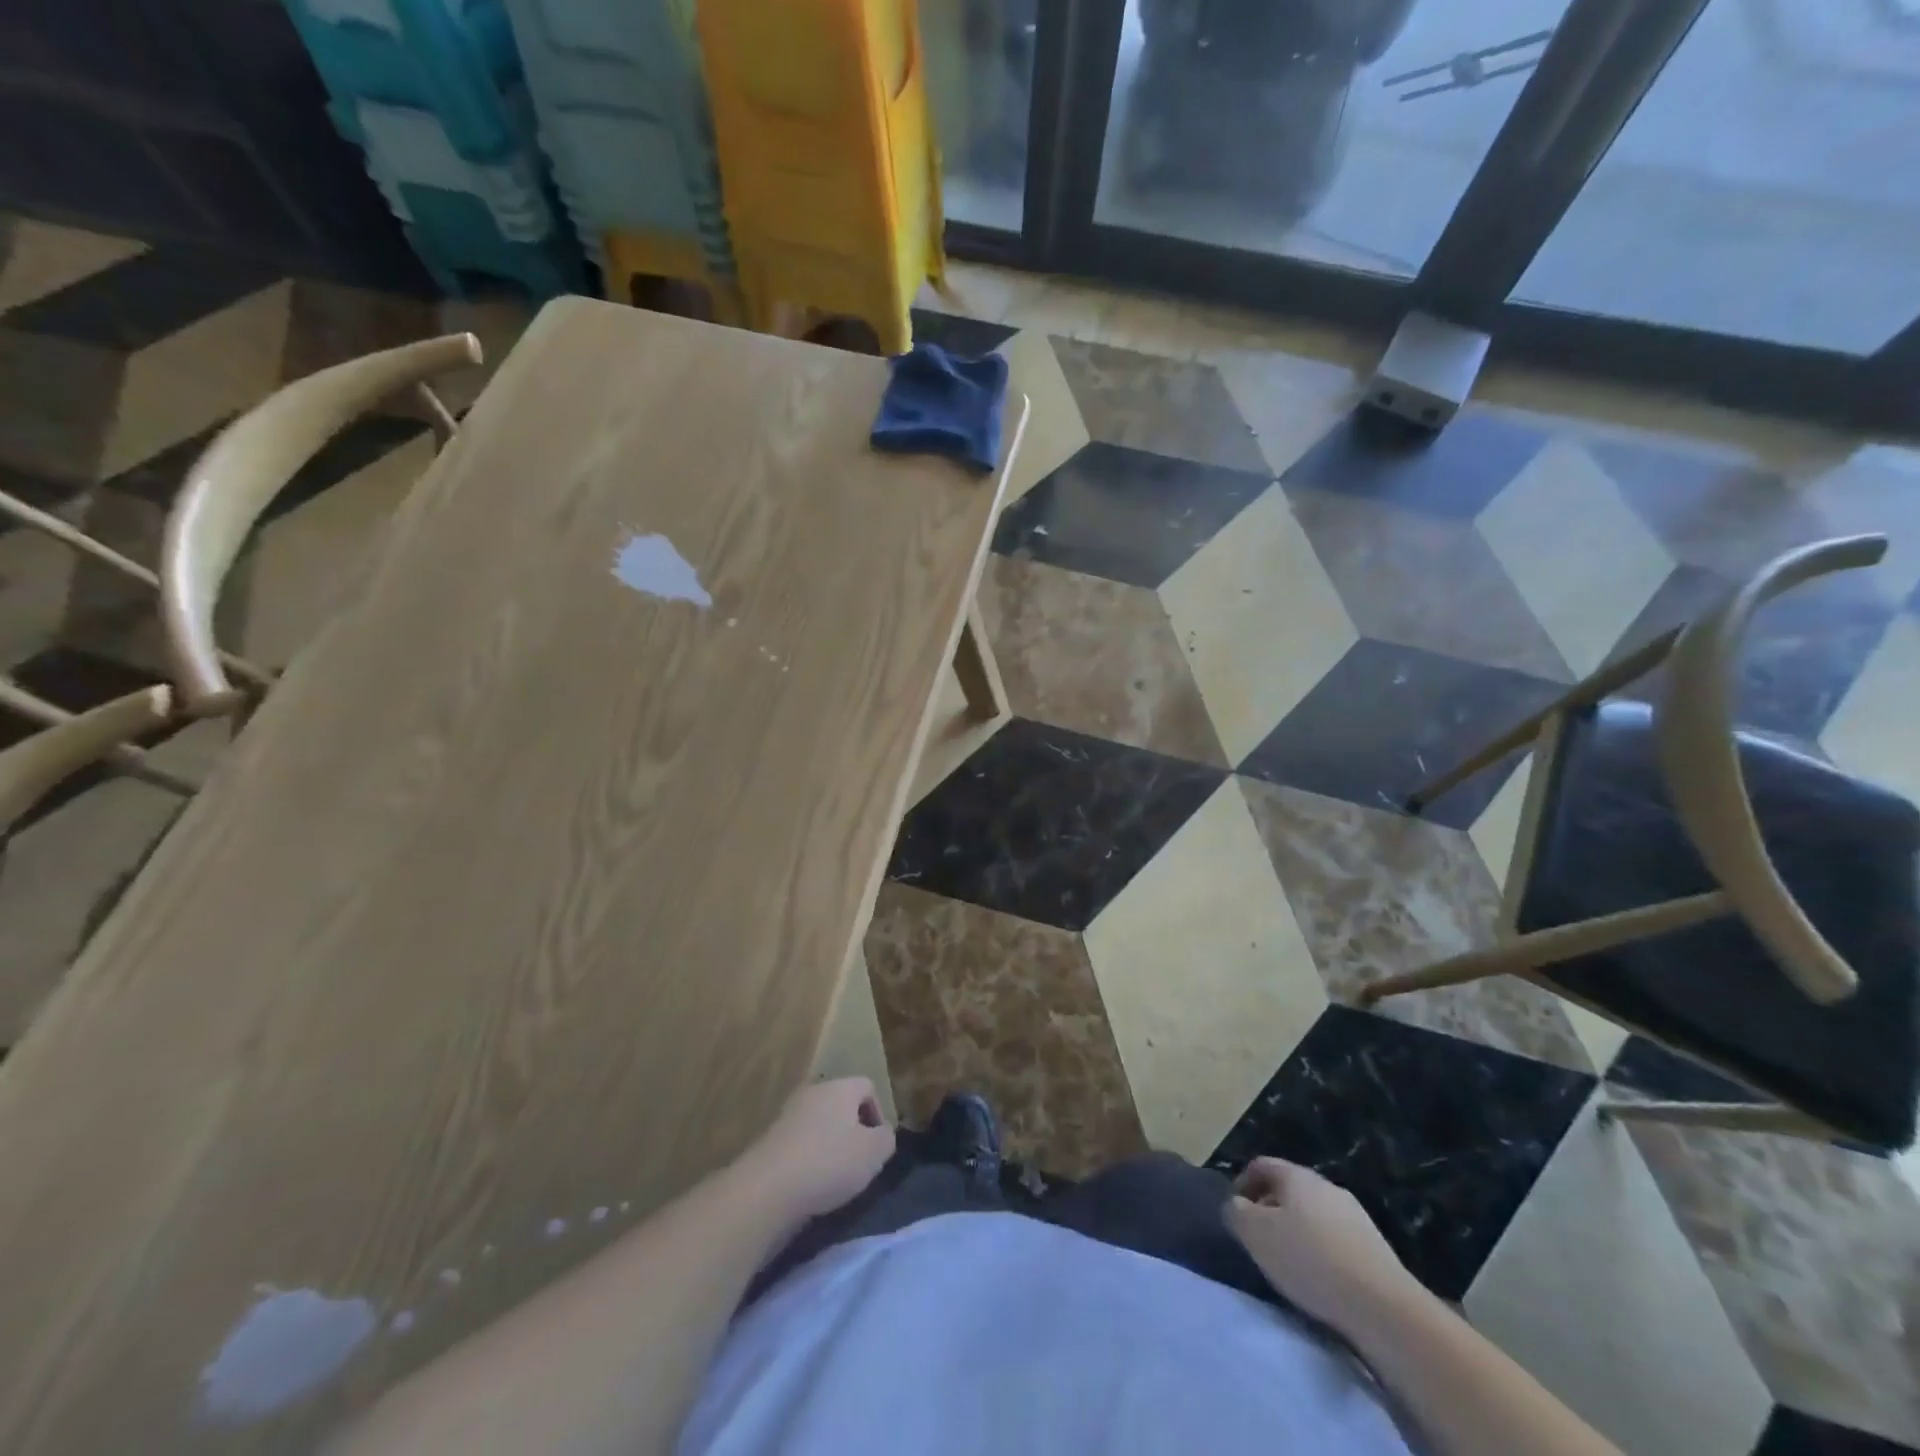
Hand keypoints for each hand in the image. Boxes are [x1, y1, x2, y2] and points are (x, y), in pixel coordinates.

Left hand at [739, 1078, 894, 1224]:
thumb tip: (882, 1134)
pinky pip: (799, 1144)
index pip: (867, 1086)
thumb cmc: (829, 1163)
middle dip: (853, 1131)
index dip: (878, 1113)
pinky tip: (809, 1185)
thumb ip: (886, 1139)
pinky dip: (808, 1160)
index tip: (878, 1144)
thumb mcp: (874, 1153)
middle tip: (858, 1161)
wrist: (767, 1189)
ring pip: (819, 1125)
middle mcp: (813, 1092)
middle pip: (841, 1104)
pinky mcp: (770, 1140)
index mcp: (840, 1087)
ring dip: (829, 1146)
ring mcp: (788, 1115)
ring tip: (834, 1178)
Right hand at [1225, 1158, 1420, 1331]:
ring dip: (1297, 1231)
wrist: (1384, 1306)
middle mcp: (1326, 1185)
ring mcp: (1355, 1215)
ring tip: (1288, 1263)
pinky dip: (1321, 1251)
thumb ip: (1236, 1212)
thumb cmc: (1310, 1260)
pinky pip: (1336, 1239)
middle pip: (1289, 1189)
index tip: (1235, 1212)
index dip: (1242, 1184)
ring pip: (1313, 1214)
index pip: (1261, 1166)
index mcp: (1296, 1175)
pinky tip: (1320, 1279)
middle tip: (1258, 1239)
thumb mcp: (1256, 1234)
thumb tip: (1235, 1204)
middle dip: (1270, 1209)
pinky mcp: (1375, 1247)